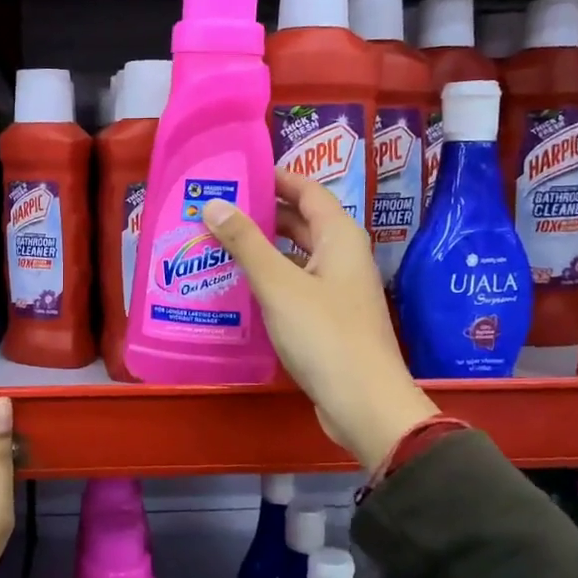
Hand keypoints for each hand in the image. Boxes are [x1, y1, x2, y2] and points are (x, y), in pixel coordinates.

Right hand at [200, 171, 435, 468]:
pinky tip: (239, 288)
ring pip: (297, 256)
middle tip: (218, 210)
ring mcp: (339, 290)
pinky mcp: (330, 320)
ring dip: (263, 249)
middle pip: (302, 223)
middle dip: (263, 214)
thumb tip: (213, 204)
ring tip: (219, 244)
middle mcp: (344, 257)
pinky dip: (270, 279)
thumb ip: (246, 243)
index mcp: (341, 237)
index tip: (237, 174)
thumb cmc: (324, 335)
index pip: (308, 191)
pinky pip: (296, 285)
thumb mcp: (278, 285)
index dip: (276, 178)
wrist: (364, 403)